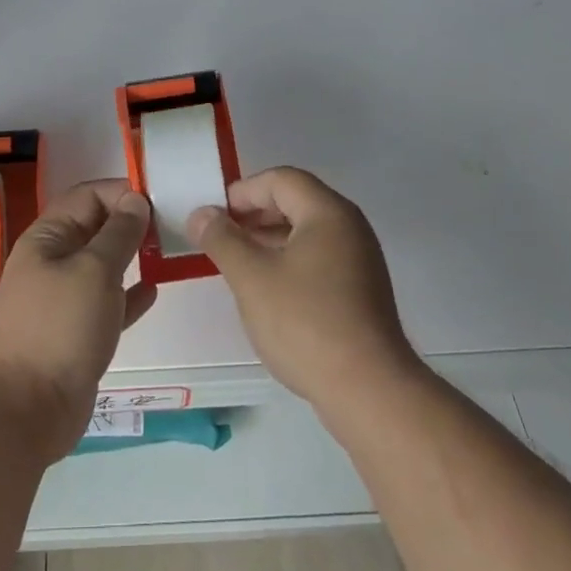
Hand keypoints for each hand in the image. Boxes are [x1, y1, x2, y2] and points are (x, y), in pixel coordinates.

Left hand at [0, 179, 157, 461]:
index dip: (120, 192)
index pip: (87, 196)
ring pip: (102, 266)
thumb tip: (135, 200)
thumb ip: (118, 234)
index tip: (158, 199)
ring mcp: (64, 299)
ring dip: (131, 256)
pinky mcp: (77, 332)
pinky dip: (128, 294)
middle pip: (95, 228)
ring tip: (168, 252)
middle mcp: (53, 262)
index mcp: (47, 238)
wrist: (25, 410)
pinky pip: (107, 302)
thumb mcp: (94, 271)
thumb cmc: (60, 328)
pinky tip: (153, 291)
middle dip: (130, 222)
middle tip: (172, 225)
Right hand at [192, 167, 417, 411]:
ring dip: (270, 238)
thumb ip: (222, 239)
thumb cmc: (306, 323)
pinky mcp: (362, 291)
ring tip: (238, 262)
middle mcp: (350, 227)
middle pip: (296, 201)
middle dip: (255, 213)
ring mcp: (361, 260)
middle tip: (222, 235)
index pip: (281, 179)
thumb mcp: (251, 278)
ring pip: (307, 232)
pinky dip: (290, 261)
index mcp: (328, 212)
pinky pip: (319, 258)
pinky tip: (269, 290)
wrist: (369, 391)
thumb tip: (201, 214)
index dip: (243, 191)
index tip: (214, 215)